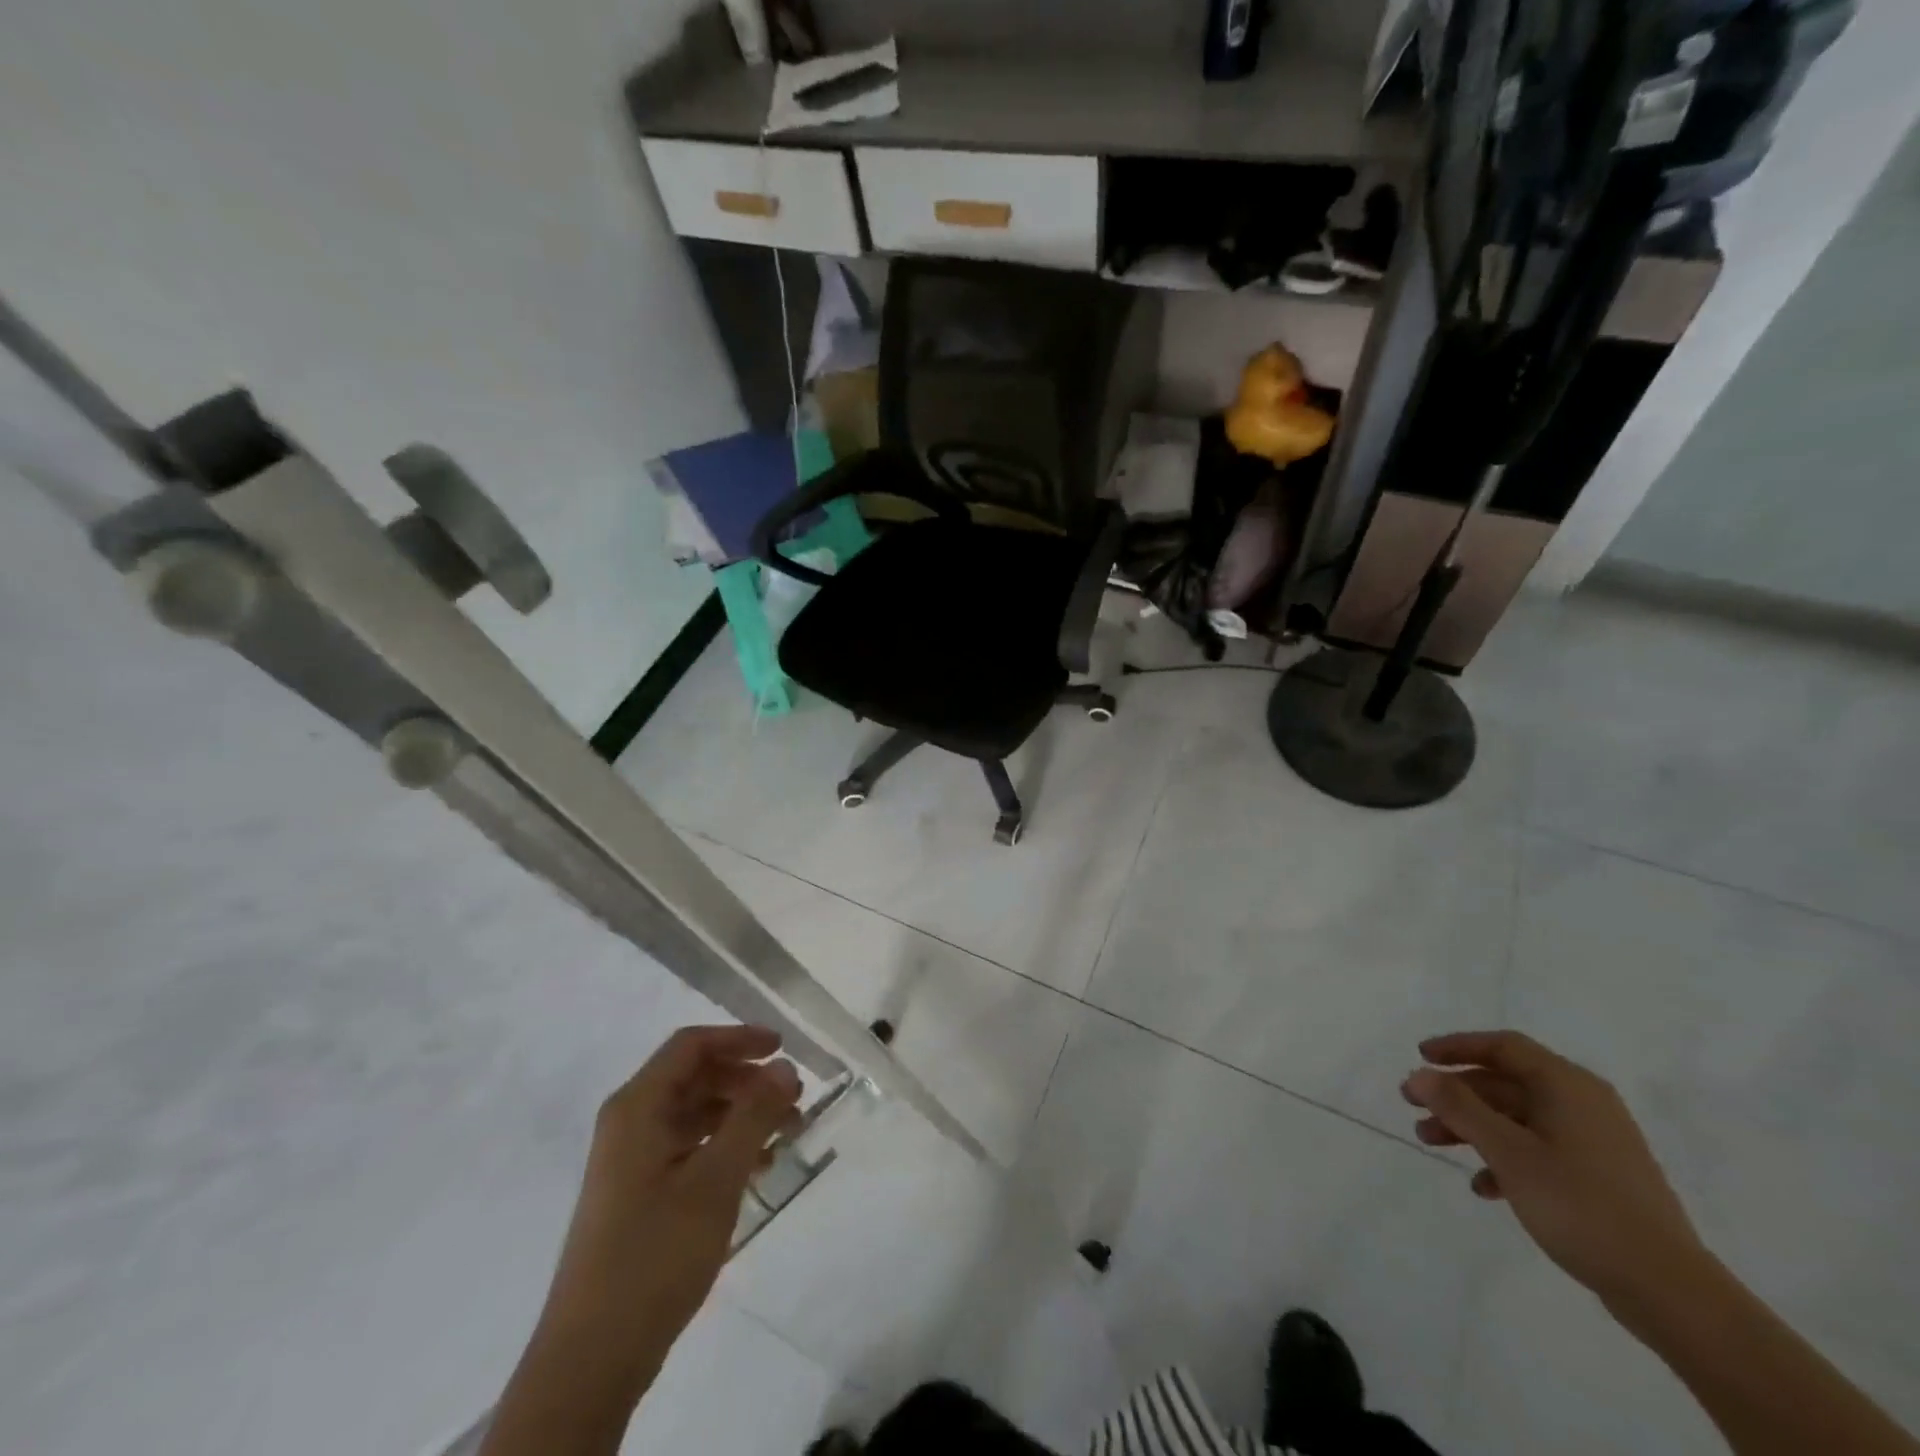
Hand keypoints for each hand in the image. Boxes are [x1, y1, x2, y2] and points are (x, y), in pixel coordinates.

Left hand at [537, 1025, 801, 1388]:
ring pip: (695, 1114)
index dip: (739, 1038)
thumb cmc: (655, 1254)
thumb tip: (785, 1066)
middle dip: (747, 1080)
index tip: (783, 1049)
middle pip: (695, 1077)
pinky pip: (689, 1148)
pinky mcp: (639, 1194)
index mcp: (637, 1107)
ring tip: (787, 1133)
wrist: (592, 1358)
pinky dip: (725, 1146)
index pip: (691, 1046)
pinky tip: (759, 1167)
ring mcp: (632, 1161)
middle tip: (794, 1098)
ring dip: (741, 1115)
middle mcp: (630, 1123)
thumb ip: (754, 1116)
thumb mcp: (716, 1179)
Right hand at [1403, 1030, 1706, 1313]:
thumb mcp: (1508, 1151)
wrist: (1670, 1291)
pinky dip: (1504, 1158)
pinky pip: (1538, 1150)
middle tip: (1412, 1105)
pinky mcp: (1599, 1178)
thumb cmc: (1581, 1205)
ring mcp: (1595, 1142)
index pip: (1503, 1046)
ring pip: (1516, 1118)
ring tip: (1431, 1143)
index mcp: (1567, 1086)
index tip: (1420, 1058)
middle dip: (1455, 1093)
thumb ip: (1459, 1107)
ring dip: (1471, 1126)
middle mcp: (1583, 1104)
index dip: (1457, 1046)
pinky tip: (1482, 1186)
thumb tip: (1420, 1073)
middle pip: (1505, 1083)